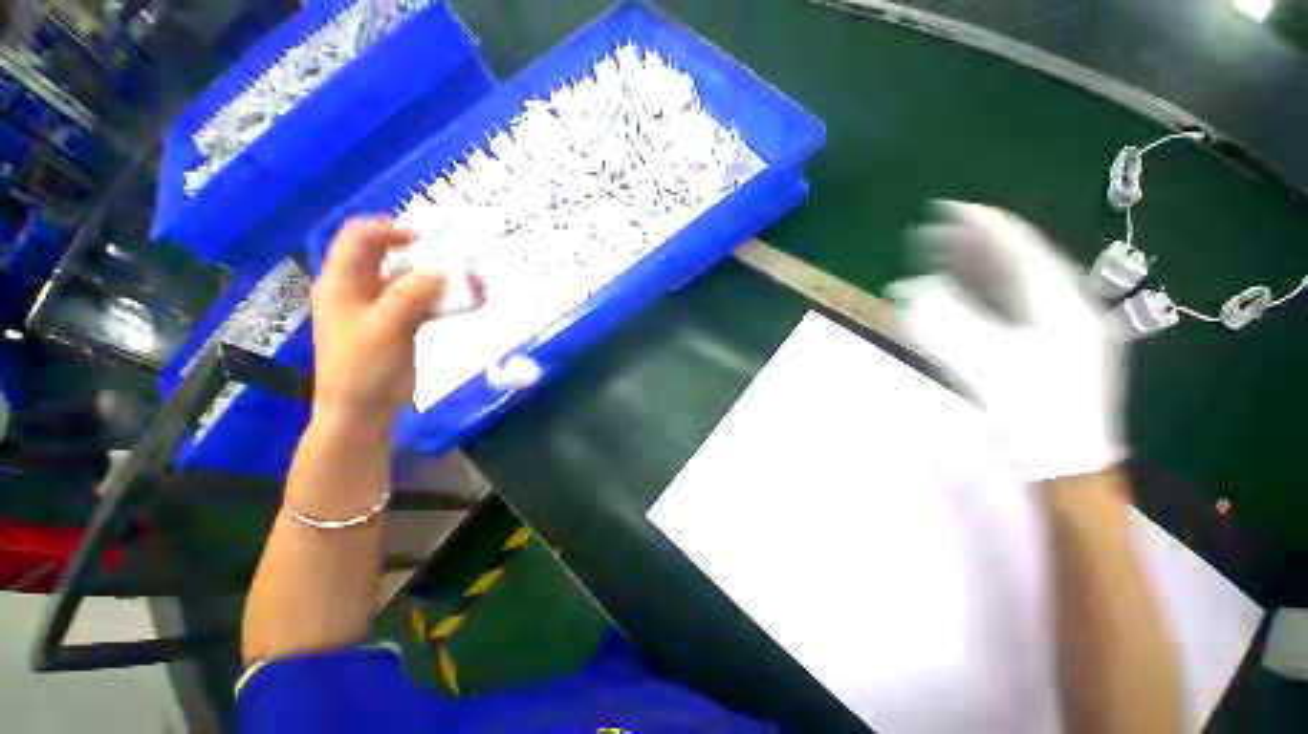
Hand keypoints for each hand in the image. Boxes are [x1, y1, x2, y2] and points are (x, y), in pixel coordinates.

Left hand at [310, 218, 449, 432]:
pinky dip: (445, 302)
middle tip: (457, 261)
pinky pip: (425, 303)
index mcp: (343, 282)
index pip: (360, 237)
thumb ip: (411, 295)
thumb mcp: (384, 327)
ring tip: (473, 285)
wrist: (363, 408)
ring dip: (441, 281)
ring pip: (413, 282)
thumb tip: (441, 269)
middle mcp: (361, 288)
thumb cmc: (362, 367)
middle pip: (390, 257)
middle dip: (423, 255)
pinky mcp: (401, 323)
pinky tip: (469, 305)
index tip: (427, 239)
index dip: (389, 230)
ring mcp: (383, 307)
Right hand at [889, 202, 1124, 480]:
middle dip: (977, 245)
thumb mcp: (985, 366)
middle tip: (936, 232)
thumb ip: (945, 323)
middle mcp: (1068, 308)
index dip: (985, 227)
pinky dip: (987, 294)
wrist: (1066, 466)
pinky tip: (965, 290)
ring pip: (1018, 285)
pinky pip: (1016, 307)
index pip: (1021, 251)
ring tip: (944, 254)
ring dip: (980, 268)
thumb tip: (910, 288)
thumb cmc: (1032, 417)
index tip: (951, 209)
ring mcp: (1062, 328)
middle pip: (1019, 263)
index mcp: (1062, 308)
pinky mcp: (1051, 346)